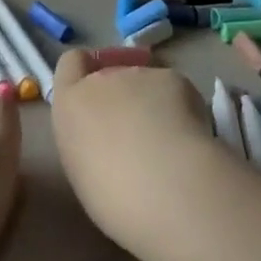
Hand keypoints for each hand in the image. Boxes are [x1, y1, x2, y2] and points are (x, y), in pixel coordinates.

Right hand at [50, 49, 213, 247]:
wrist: (165, 187)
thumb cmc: (114, 198)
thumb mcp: (83, 171)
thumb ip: (89, 141)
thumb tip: (109, 141)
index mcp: (70, 105)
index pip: (71, 63)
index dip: (85, 71)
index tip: (99, 93)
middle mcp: (101, 80)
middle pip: (112, 74)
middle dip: (124, 94)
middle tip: (141, 131)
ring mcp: (139, 75)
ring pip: (146, 82)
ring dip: (154, 102)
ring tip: (171, 141)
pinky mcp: (174, 79)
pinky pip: (175, 89)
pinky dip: (182, 107)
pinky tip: (190, 137)